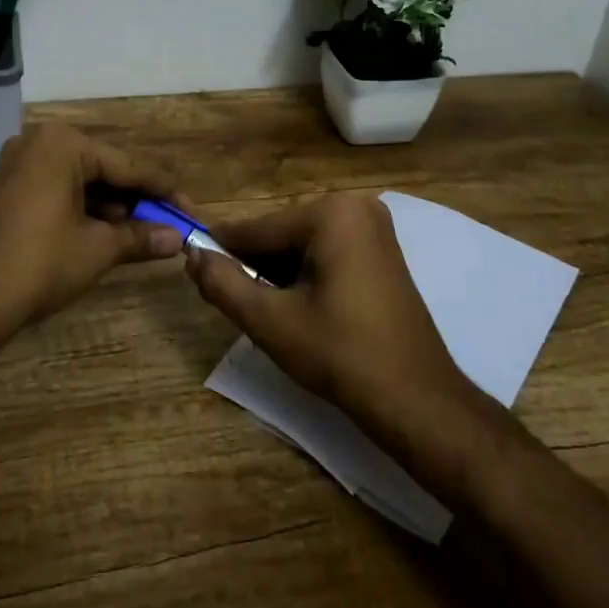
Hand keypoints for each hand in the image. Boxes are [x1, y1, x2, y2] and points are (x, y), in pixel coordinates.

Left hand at [0, 124, 187, 330]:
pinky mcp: (9, 186)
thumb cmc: (42, 264)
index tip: (192, 213)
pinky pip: (59, 188)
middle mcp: (40, 141)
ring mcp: (20, 162)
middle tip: (169, 225)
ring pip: (82, 180)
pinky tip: (107, 232)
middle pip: (105, 170)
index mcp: (64, 144)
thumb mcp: (99, 248)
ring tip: (142, 234)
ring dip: (112, 207)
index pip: (128, 166)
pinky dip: (84, 208)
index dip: (164, 192)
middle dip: (137, 200)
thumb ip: (141, 236)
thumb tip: (179, 239)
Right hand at [185, 192, 471, 428]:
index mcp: (330, 212)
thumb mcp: (270, 321)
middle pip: (281, 235)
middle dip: (256, 268)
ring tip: (268, 314)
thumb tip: (192, 255)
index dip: (221, 251)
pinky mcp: (382, 251)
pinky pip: (327, 253)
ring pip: (302, 246)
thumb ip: (223, 283)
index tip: (192, 267)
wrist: (417, 400)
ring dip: (279, 275)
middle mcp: (355, 206)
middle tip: (238, 306)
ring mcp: (374, 227)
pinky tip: (299, 310)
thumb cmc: (341, 355)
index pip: (257, 229)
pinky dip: (306, 277)